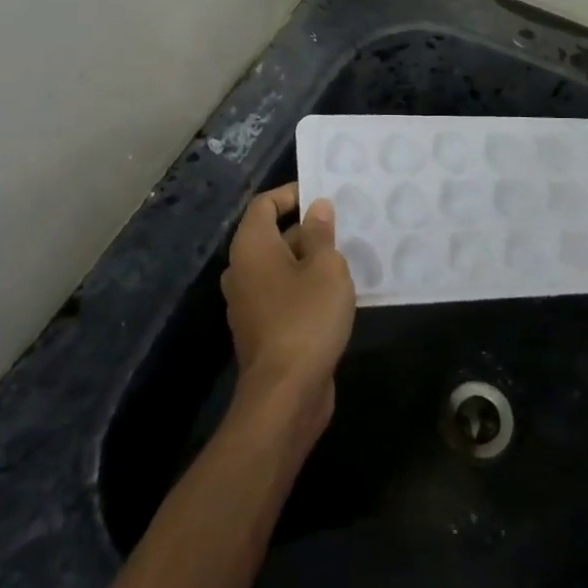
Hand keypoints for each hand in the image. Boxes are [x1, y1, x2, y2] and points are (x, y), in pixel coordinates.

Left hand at [220, 184, 354, 433]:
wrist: (286, 393)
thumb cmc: (306, 317)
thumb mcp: (326, 267)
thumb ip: (322, 233)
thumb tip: (317, 208)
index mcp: (251, 247)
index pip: (265, 204)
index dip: (292, 194)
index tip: (324, 196)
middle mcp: (242, 270)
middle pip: (272, 235)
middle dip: (307, 228)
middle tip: (344, 227)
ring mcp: (248, 302)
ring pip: (279, 266)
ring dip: (309, 260)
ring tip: (345, 257)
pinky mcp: (261, 329)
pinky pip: (282, 293)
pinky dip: (304, 286)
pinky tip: (335, 293)